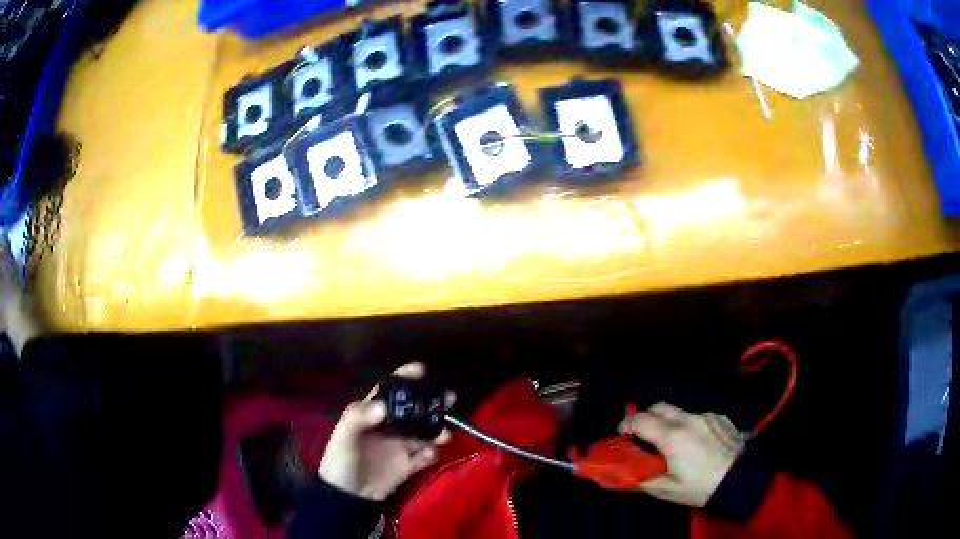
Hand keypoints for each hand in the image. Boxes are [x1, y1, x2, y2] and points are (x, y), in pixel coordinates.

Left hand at [319, 363, 453, 500]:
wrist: (347, 495)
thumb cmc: (340, 459)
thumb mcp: (344, 437)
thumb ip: (359, 418)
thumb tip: (383, 406)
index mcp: (371, 413)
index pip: (389, 391)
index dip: (404, 379)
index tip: (421, 370)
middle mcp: (389, 426)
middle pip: (414, 410)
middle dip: (432, 403)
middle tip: (449, 398)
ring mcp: (401, 445)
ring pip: (425, 432)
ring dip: (437, 430)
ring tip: (445, 434)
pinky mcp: (408, 464)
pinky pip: (425, 456)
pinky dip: (431, 454)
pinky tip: (429, 455)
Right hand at [618, 403, 744, 507]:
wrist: (741, 478)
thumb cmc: (701, 487)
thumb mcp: (668, 490)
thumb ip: (643, 479)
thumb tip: (626, 473)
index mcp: (672, 437)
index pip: (640, 419)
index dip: (626, 425)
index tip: (621, 435)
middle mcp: (688, 419)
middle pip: (658, 406)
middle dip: (645, 417)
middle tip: (642, 436)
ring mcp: (706, 415)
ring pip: (678, 411)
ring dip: (668, 422)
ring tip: (671, 443)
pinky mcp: (720, 417)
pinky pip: (697, 416)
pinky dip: (688, 425)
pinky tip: (696, 443)